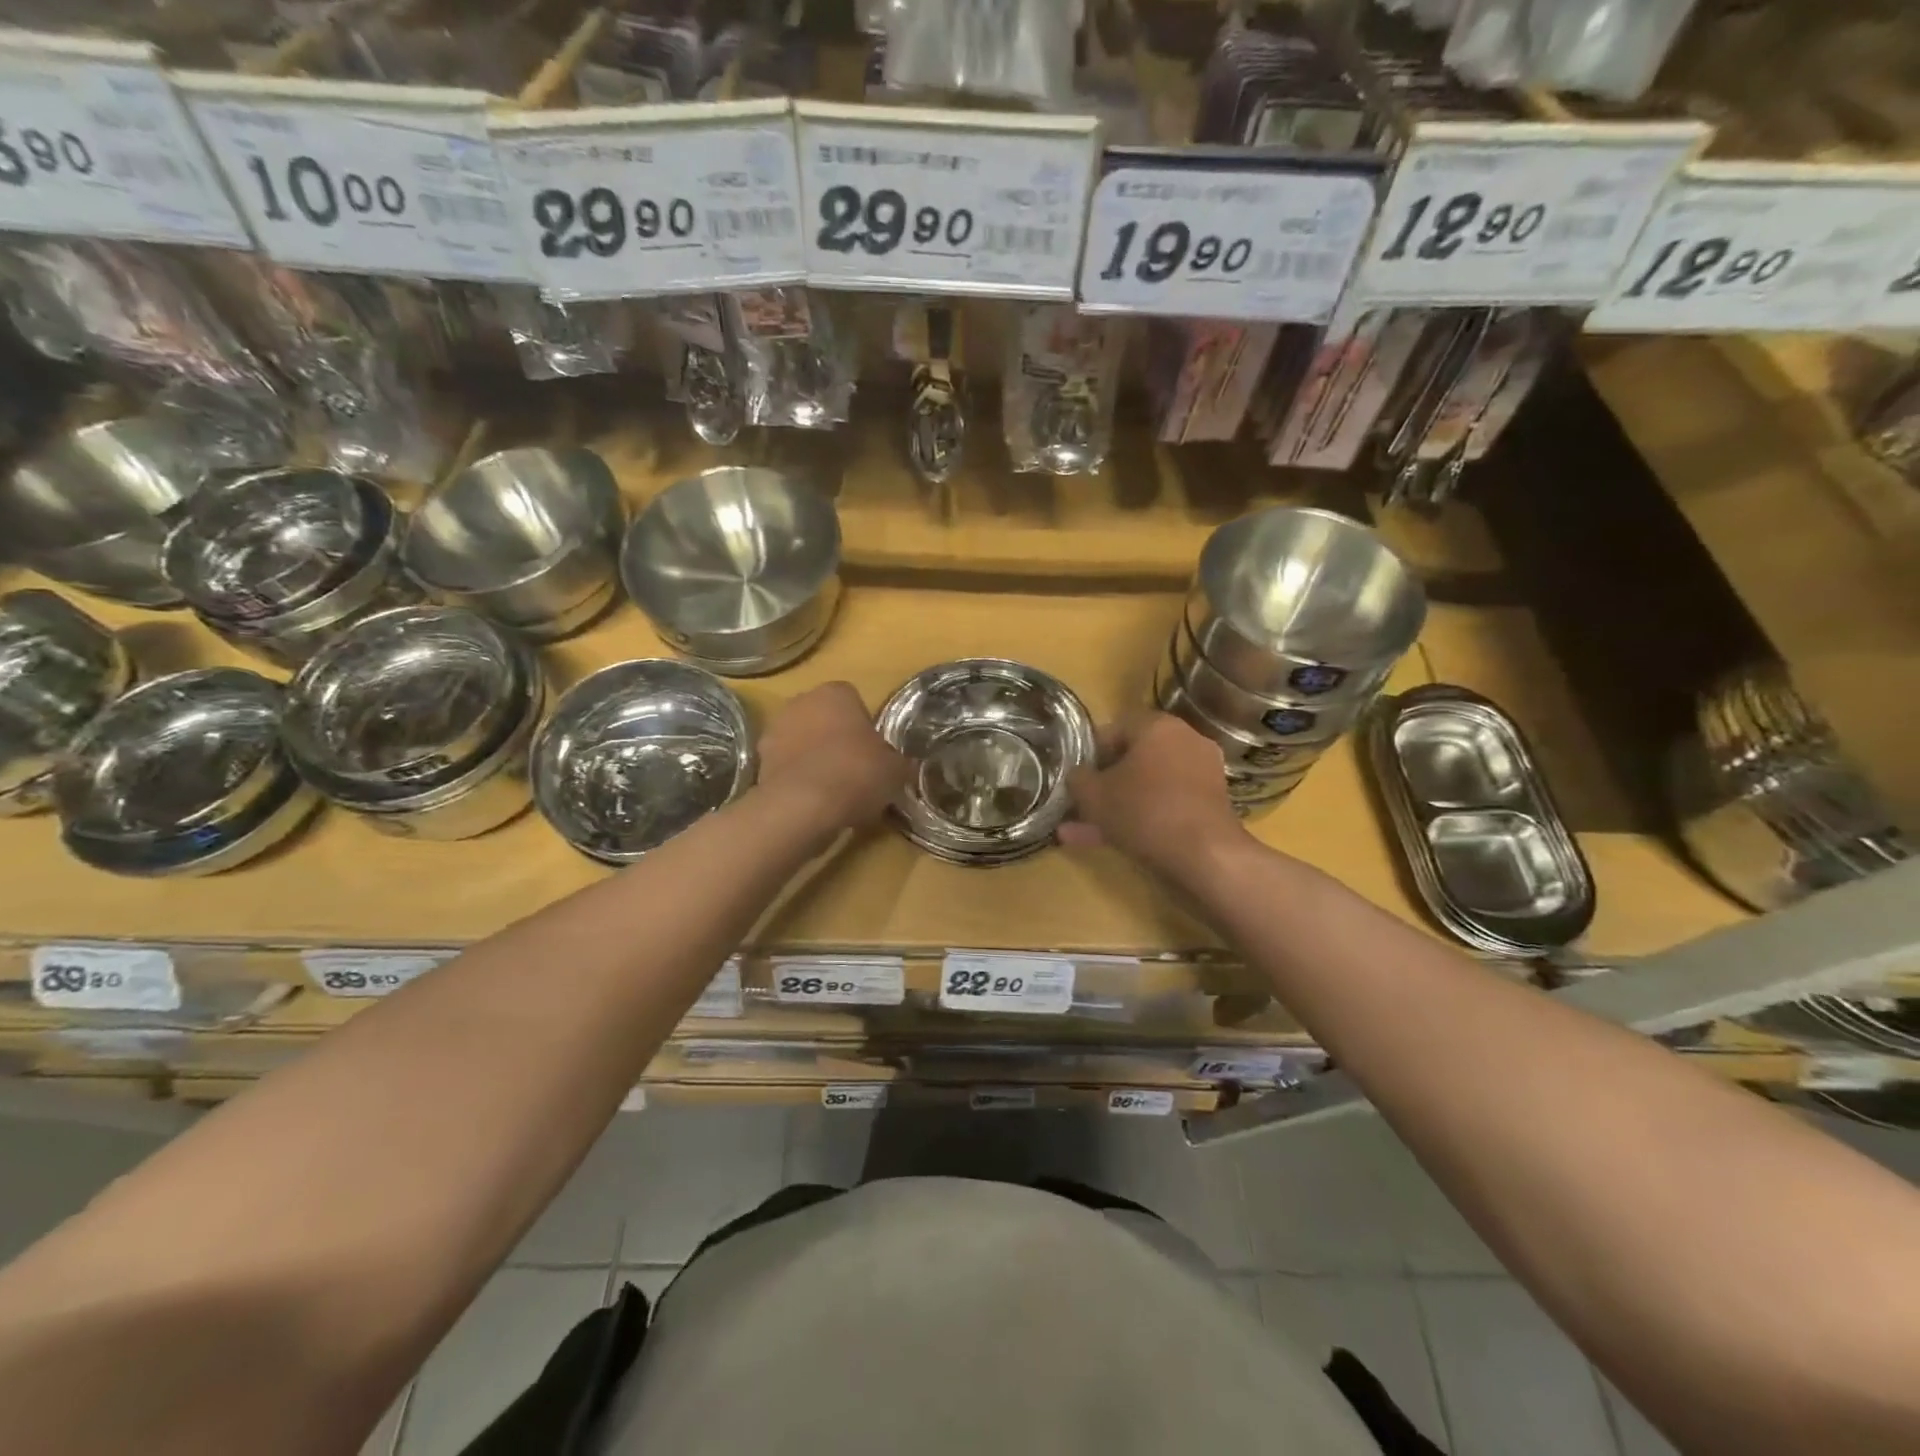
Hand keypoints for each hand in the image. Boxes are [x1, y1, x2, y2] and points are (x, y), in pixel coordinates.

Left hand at [756, 681, 910, 842]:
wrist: (804, 806)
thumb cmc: (857, 774)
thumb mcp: (895, 770)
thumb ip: (896, 761)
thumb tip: (898, 766)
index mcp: (835, 693)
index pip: (853, 700)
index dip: (863, 726)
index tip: (872, 752)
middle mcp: (800, 702)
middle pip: (822, 718)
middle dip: (834, 738)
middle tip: (854, 770)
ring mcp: (774, 731)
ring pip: (801, 742)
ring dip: (812, 758)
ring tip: (832, 791)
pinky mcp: (758, 762)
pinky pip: (785, 767)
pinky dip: (796, 779)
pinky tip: (812, 802)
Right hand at [1061, 711, 1243, 871]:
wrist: (1205, 855)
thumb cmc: (1143, 811)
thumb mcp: (1093, 795)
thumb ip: (1078, 779)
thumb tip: (1077, 776)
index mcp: (1157, 726)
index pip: (1114, 729)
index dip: (1089, 753)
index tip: (1076, 777)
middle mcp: (1185, 741)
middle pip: (1133, 759)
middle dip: (1104, 784)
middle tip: (1080, 804)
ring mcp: (1201, 774)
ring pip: (1147, 787)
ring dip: (1117, 806)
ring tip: (1084, 832)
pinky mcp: (1210, 805)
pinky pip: (1166, 804)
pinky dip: (1141, 819)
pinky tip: (1109, 843)